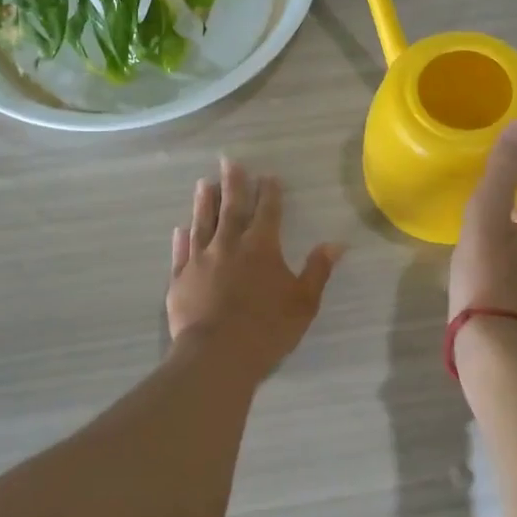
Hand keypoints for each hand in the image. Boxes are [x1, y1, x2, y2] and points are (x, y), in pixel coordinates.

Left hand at [167, 156, 344, 374]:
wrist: (218, 355)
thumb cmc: (267, 329)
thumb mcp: (304, 301)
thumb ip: (318, 270)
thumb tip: (336, 243)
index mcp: (261, 247)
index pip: (267, 211)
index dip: (269, 192)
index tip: (268, 176)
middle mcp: (229, 245)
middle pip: (231, 208)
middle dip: (232, 183)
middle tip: (228, 161)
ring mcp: (200, 260)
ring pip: (202, 223)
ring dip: (203, 202)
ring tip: (203, 184)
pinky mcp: (179, 279)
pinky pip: (180, 253)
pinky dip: (181, 239)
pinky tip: (180, 229)